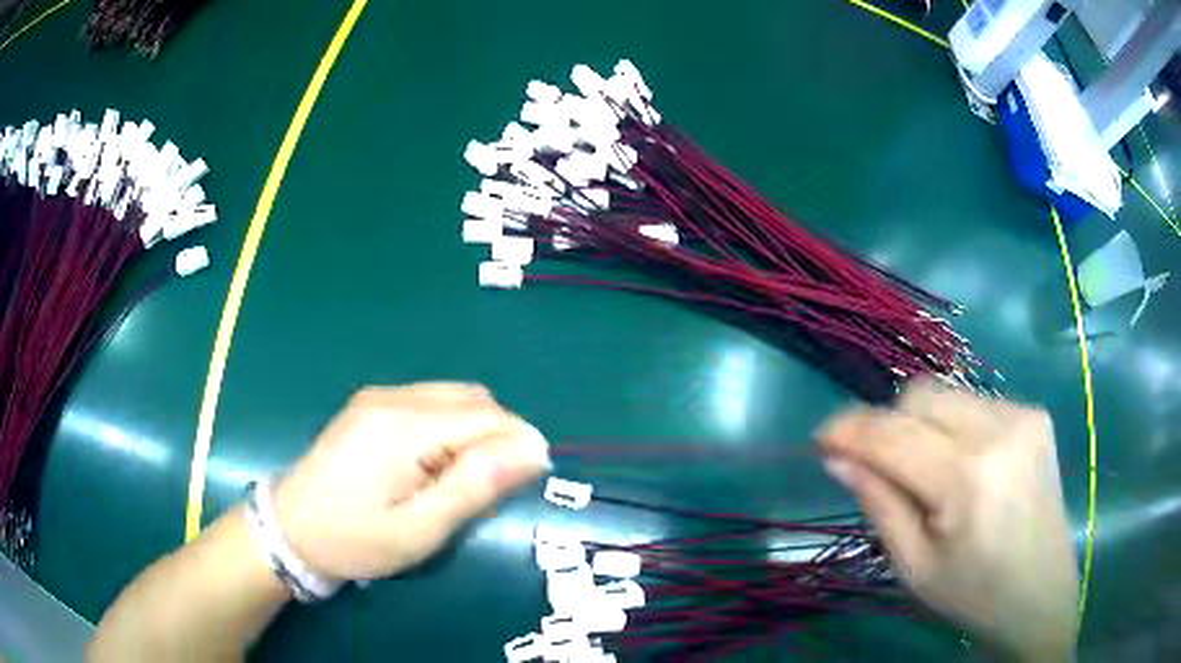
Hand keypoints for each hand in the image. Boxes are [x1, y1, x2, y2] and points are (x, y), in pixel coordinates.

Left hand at [274, 383, 550, 581]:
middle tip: (489, 489)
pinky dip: (450, 427)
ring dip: (475, 431)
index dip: (519, 444)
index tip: (528, 482)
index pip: (488, 417)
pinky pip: (429, 402)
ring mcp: (378, 396)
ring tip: (461, 479)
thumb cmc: (356, 539)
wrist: (290, 528)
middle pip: (474, 399)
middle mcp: (394, 398)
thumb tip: (533, 450)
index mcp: (406, 427)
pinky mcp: (369, 404)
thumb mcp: (421, 529)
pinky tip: (434, 463)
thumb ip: (475, 487)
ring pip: (454, 397)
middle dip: (498, 437)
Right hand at [816, 380, 1077, 660]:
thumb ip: (879, 504)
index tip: (820, 439)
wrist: (1040, 596)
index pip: (892, 434)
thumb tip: (839, 458)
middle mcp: (999, 429)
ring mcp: (1022, 414)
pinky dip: (954, 428)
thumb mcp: (914, 567)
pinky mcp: (1034, 414)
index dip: (848, 429)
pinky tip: (965, 467)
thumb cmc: (973, 595)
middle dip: (889, 424)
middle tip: (880, 467)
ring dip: (922, 425)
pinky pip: (975, 403)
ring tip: (928, 472)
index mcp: (966, 478)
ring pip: (947, 394)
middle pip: (919, 394)